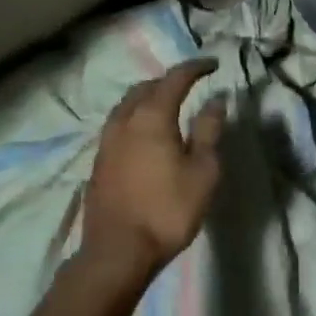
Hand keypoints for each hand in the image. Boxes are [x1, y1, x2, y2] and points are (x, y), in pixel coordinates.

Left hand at [83, 59, 227, 281]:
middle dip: (169, 80)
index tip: (213, 65)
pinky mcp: (99, 160)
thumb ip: (209, 131)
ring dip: (148, 97)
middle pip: (146, 87)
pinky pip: (119, 124)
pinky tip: (144, 133)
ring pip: (127, 104)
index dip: (195, 68)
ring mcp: (106, 140)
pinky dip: (136, 117)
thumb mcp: (202, 171)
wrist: (118, 251)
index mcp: (152, 116)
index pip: (175, 78)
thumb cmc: (167, 210)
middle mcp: (125, 120)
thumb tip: (216, 100)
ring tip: (167, 105)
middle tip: (190, 85)